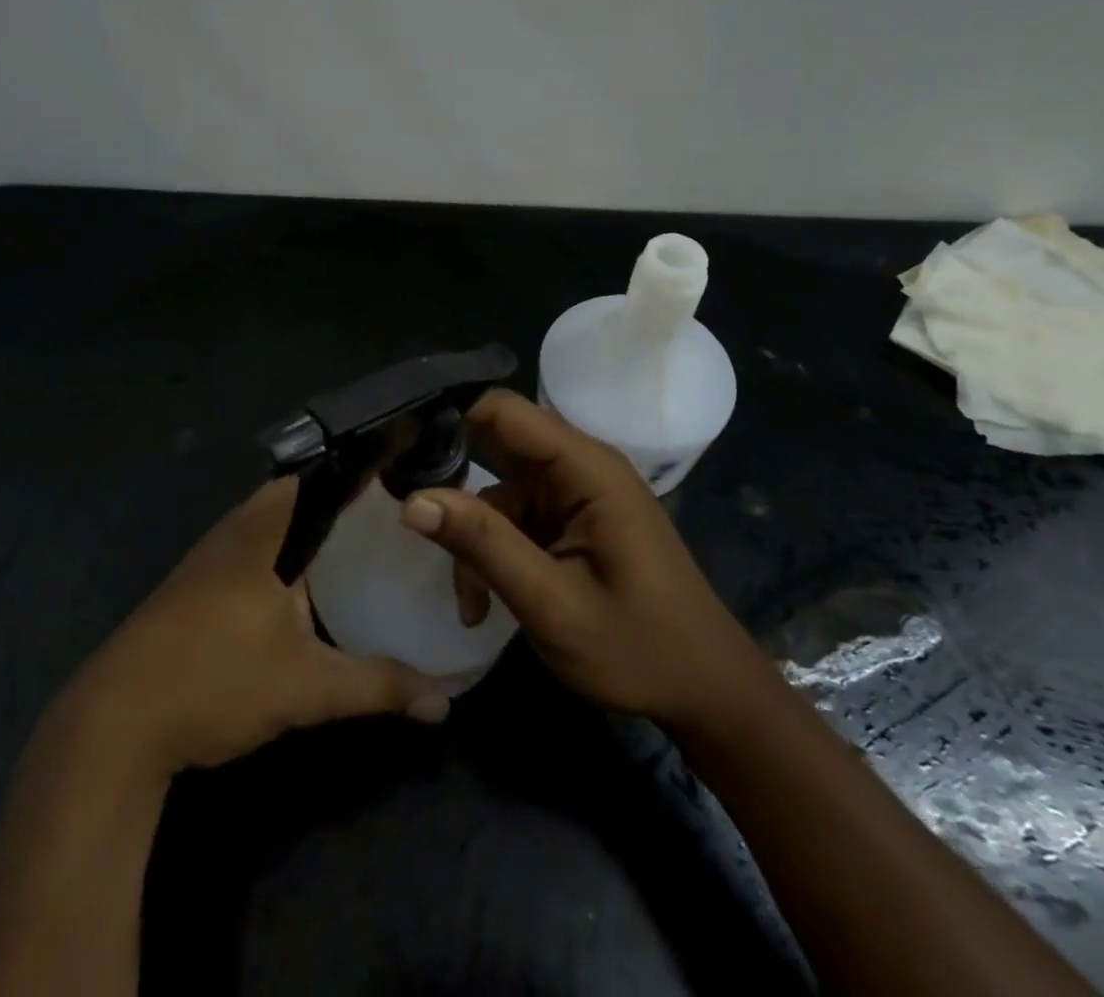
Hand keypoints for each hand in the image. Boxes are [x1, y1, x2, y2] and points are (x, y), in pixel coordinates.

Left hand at [65, 477, 450, 775]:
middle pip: (297, 494)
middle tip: (390, 513)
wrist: (114, 725)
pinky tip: (303, 583)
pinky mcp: (193, 583)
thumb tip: (444, 703)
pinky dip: (283, 549)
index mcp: (265, 532)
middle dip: (341, 499)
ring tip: (359, 540)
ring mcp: (209, 556)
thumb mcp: (306, 688)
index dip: (361, 469)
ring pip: (270, 521)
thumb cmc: (216, 683)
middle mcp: (236, 530)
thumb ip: (378, 686)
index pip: (321, 476)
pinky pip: (252, 545)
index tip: (401, 470)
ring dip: (309, 525)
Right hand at [400, 388, 763, 727]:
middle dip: (450, 483)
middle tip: (406, 515)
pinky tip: (486, 604)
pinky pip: (516, 520)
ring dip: (474, 539)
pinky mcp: (572, 521)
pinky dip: (494, 554)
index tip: (397, 452)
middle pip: (496, 447)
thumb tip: (412, 501)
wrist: (706, 692)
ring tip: (470, 602)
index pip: (503, 411)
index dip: (448, 421)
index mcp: (586, 468)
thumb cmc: (639, 649)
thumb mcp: (551, 603)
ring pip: (498, 492)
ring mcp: (576, 494)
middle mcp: (580, 467)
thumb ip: (483, 545)